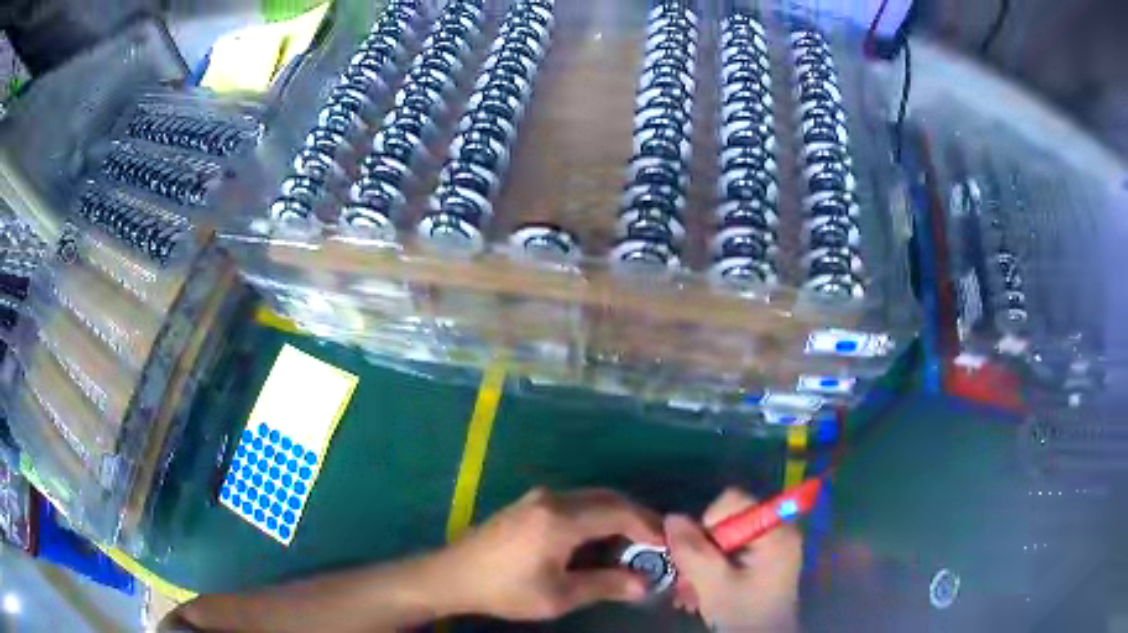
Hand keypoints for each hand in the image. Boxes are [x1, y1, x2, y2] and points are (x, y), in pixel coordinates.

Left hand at [434, 487, 663, 620]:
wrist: (453, 576)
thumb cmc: (505, 589)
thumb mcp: (558, 596)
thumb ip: (605, 585)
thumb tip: (644, 585)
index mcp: (561, 518)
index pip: (619, 512)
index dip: (648, 527)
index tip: (667, 546)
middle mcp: (552, 498)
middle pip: (608, 499)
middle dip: (637, 518)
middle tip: (657, 544)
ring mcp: (538, 498)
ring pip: (592, 498)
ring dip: (617, 516)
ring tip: (634, 544)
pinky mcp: (529, 504)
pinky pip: (575, 503)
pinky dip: (597, 516)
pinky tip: (601, 538)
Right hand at [665, 488, 801, 632]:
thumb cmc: (744, 613)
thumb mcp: (714, 584)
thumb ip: (693, 551)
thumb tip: (672, 517)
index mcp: (774, 531)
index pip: (733, 501)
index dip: (708, 523)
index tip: (700, 555)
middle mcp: (777, 531)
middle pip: (727, 521)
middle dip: (701, 549)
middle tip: (687, 579)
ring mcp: (771, 547)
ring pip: (724, 540)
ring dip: (702, 563)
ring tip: (690, 593)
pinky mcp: (763, 562)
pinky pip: (731, 553)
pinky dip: (712, 569)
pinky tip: (700, 593)